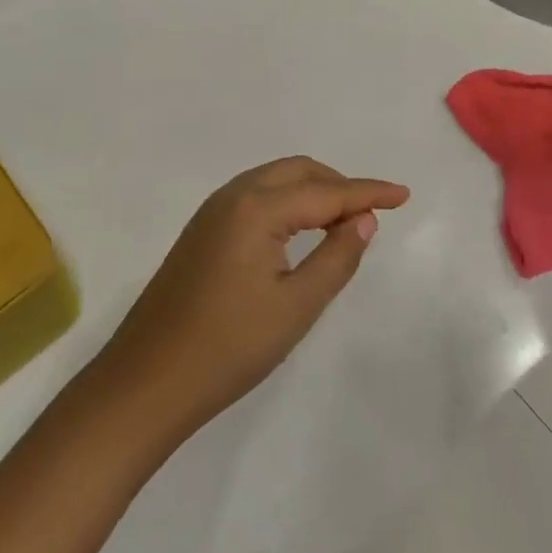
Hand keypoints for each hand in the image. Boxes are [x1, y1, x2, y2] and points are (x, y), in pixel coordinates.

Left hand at [99, 158, 409, 432]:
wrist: (148, 380)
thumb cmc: (229, 347)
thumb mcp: (296, 306)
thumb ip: (336, 257)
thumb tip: (363, 220)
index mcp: (255, 208)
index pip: (325, 192)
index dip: (367, 192)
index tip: (404, 194)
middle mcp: (231, 196)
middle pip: (296, 172)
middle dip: (338, 184)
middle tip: (374, 210)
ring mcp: (210, 213)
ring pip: (272, 181)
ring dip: (311, 191)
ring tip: (343, 219)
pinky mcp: (200, 232)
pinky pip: (253, 198)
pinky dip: (286, 203)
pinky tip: (299, 230)